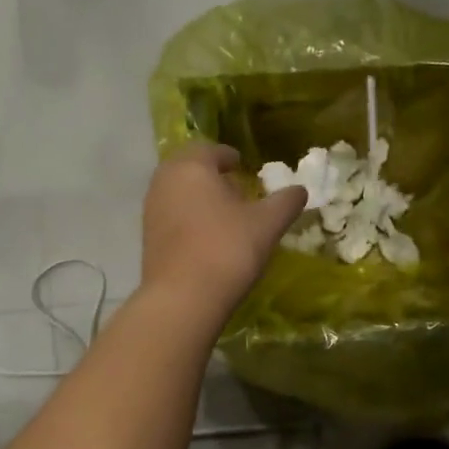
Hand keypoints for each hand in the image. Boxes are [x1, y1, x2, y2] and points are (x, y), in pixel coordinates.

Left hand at [142, 144, 306, 319]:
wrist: (183, 299)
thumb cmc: (227, 249)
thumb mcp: (267, 224)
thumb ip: (286, 202)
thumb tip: (300, 190)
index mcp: (192, 166)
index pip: (210, 150)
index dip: (229, 156)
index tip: (244, 167)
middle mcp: (165, 181)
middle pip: (189, 168)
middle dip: (211, 175)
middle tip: (235, 189)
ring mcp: (151, 210)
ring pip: (178, 192)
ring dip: (199, 196)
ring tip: (224, 215)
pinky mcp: (148, 237)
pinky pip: (171, 215)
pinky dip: (188, 217)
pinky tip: (207, 238)